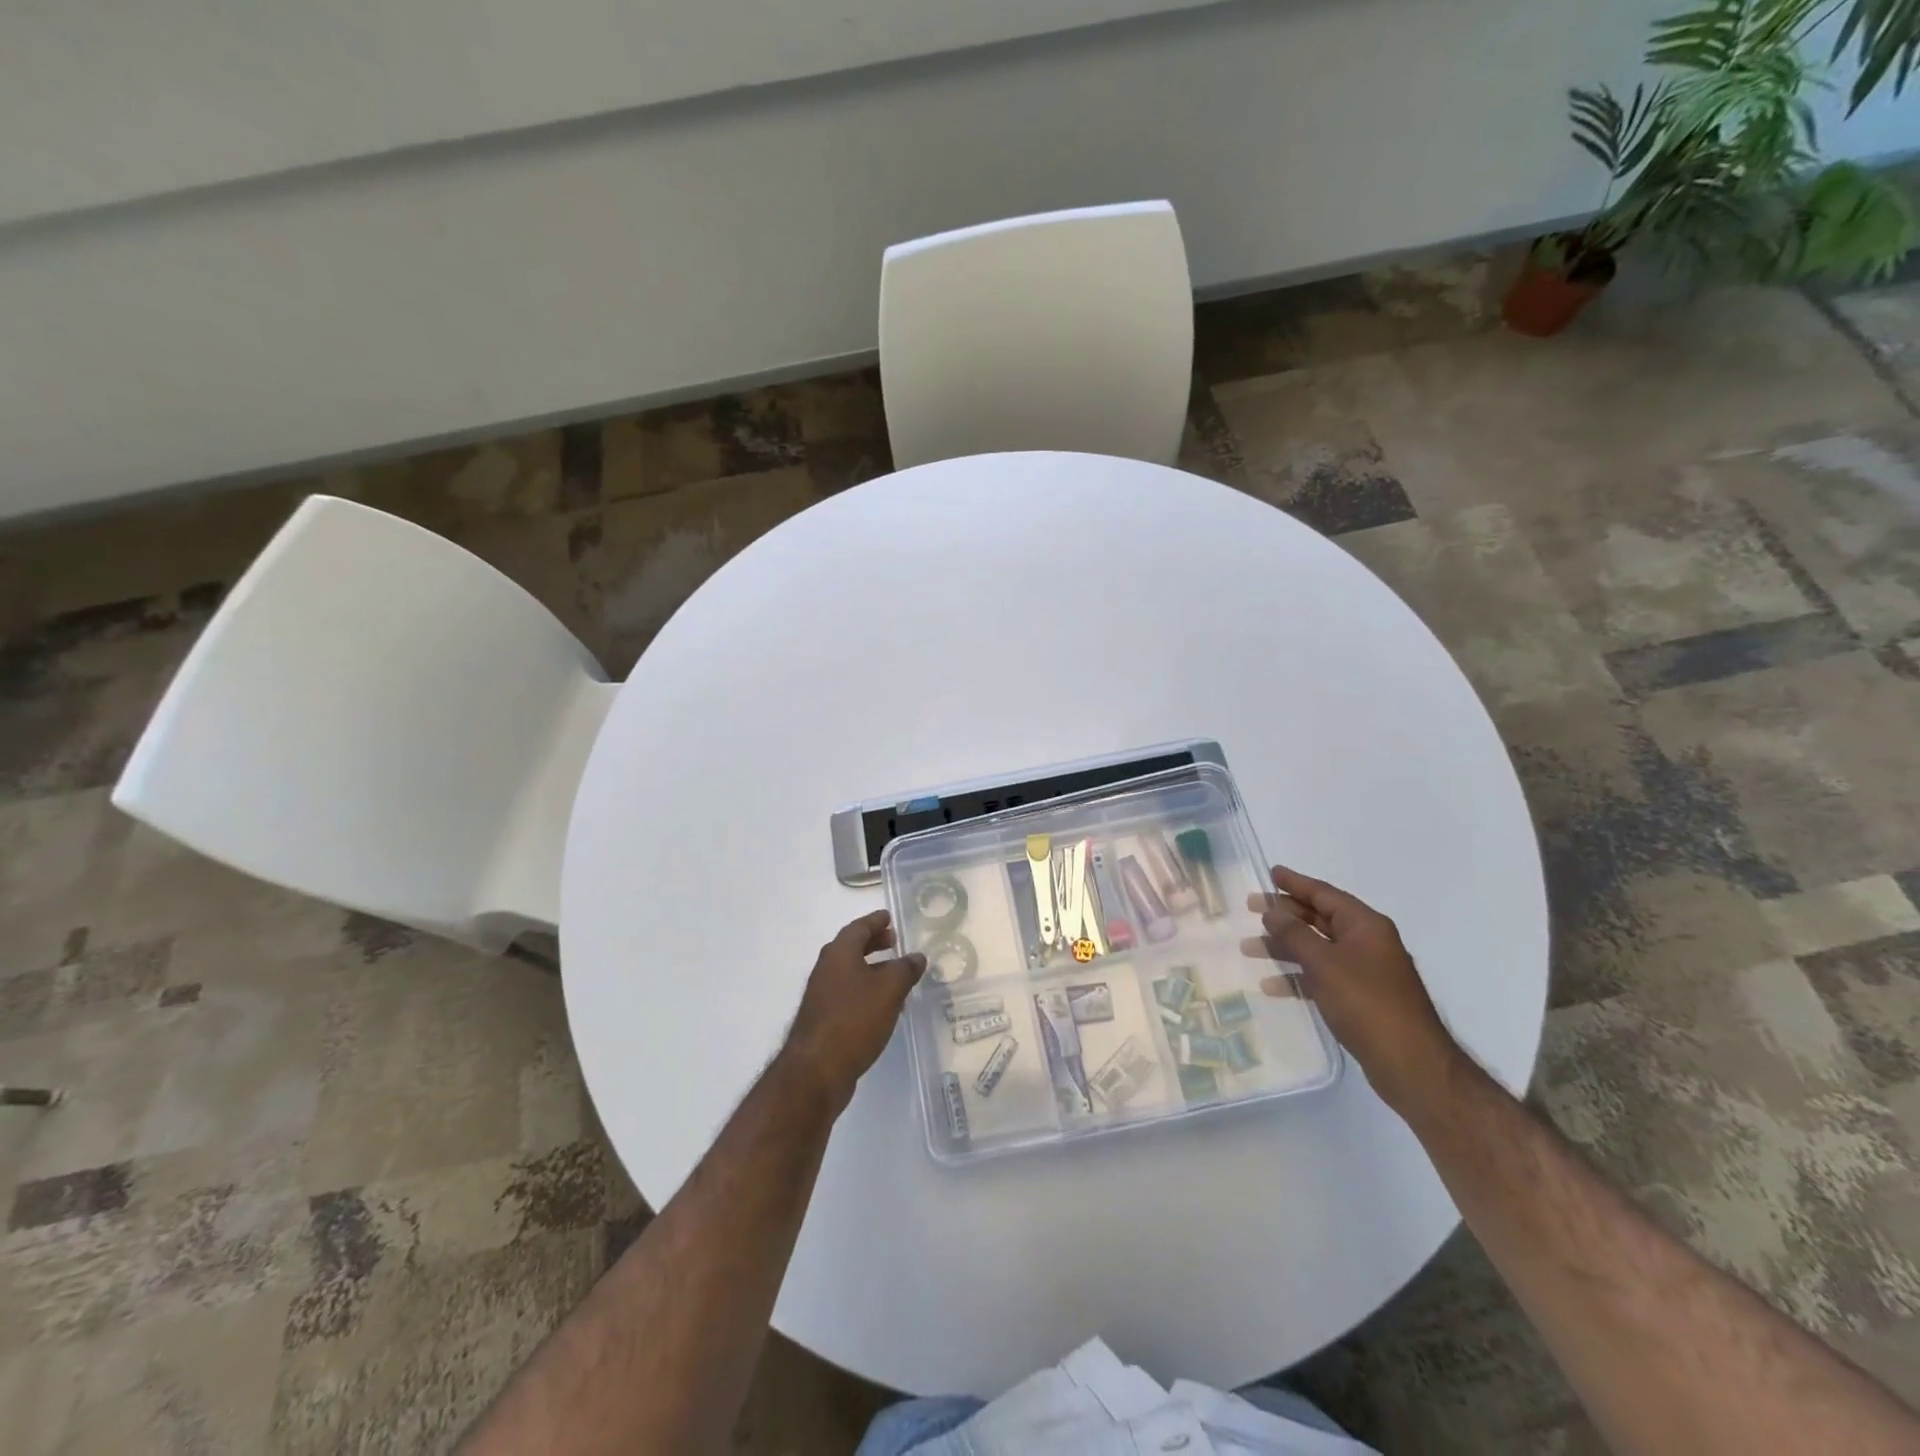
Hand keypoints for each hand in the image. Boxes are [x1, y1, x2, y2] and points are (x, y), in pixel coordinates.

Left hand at [780, 910, 925, 1109]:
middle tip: (894, 941)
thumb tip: (916, 956)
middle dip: (873, 943)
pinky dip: (865, 990)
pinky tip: (883, 1005)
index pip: (859, 927)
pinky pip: (848, 993)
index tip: (889, 917)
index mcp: (839, 953)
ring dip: (871, 968)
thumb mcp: (889, 990)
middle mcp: (827, 968)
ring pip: (850, 972)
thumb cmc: (854, 1020)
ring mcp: (822, 994)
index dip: (875, 921)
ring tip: (896, 974)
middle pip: (851, 947)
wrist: (816, 1070)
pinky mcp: (823, 1018)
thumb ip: (905, 969)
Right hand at [1250, 866, 1461, 1116]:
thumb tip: (1272, 910)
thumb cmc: (1367, 1003)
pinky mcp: (1360, 999)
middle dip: (1285, 915)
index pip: (1325, 894)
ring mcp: (1365, 972)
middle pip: (1319, 919)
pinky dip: (1297, 977)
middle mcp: (1367, 943)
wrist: (1410, 1064)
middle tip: (1251, 908)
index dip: (1296, 883)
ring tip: (1249, 948)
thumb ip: (1294, 934)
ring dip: (1284, 947)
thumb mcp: (1324, 963)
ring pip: (1317, 949)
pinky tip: (1271, 986)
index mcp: (1366, 926)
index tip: (1270, 873)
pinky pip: (1321, 977)